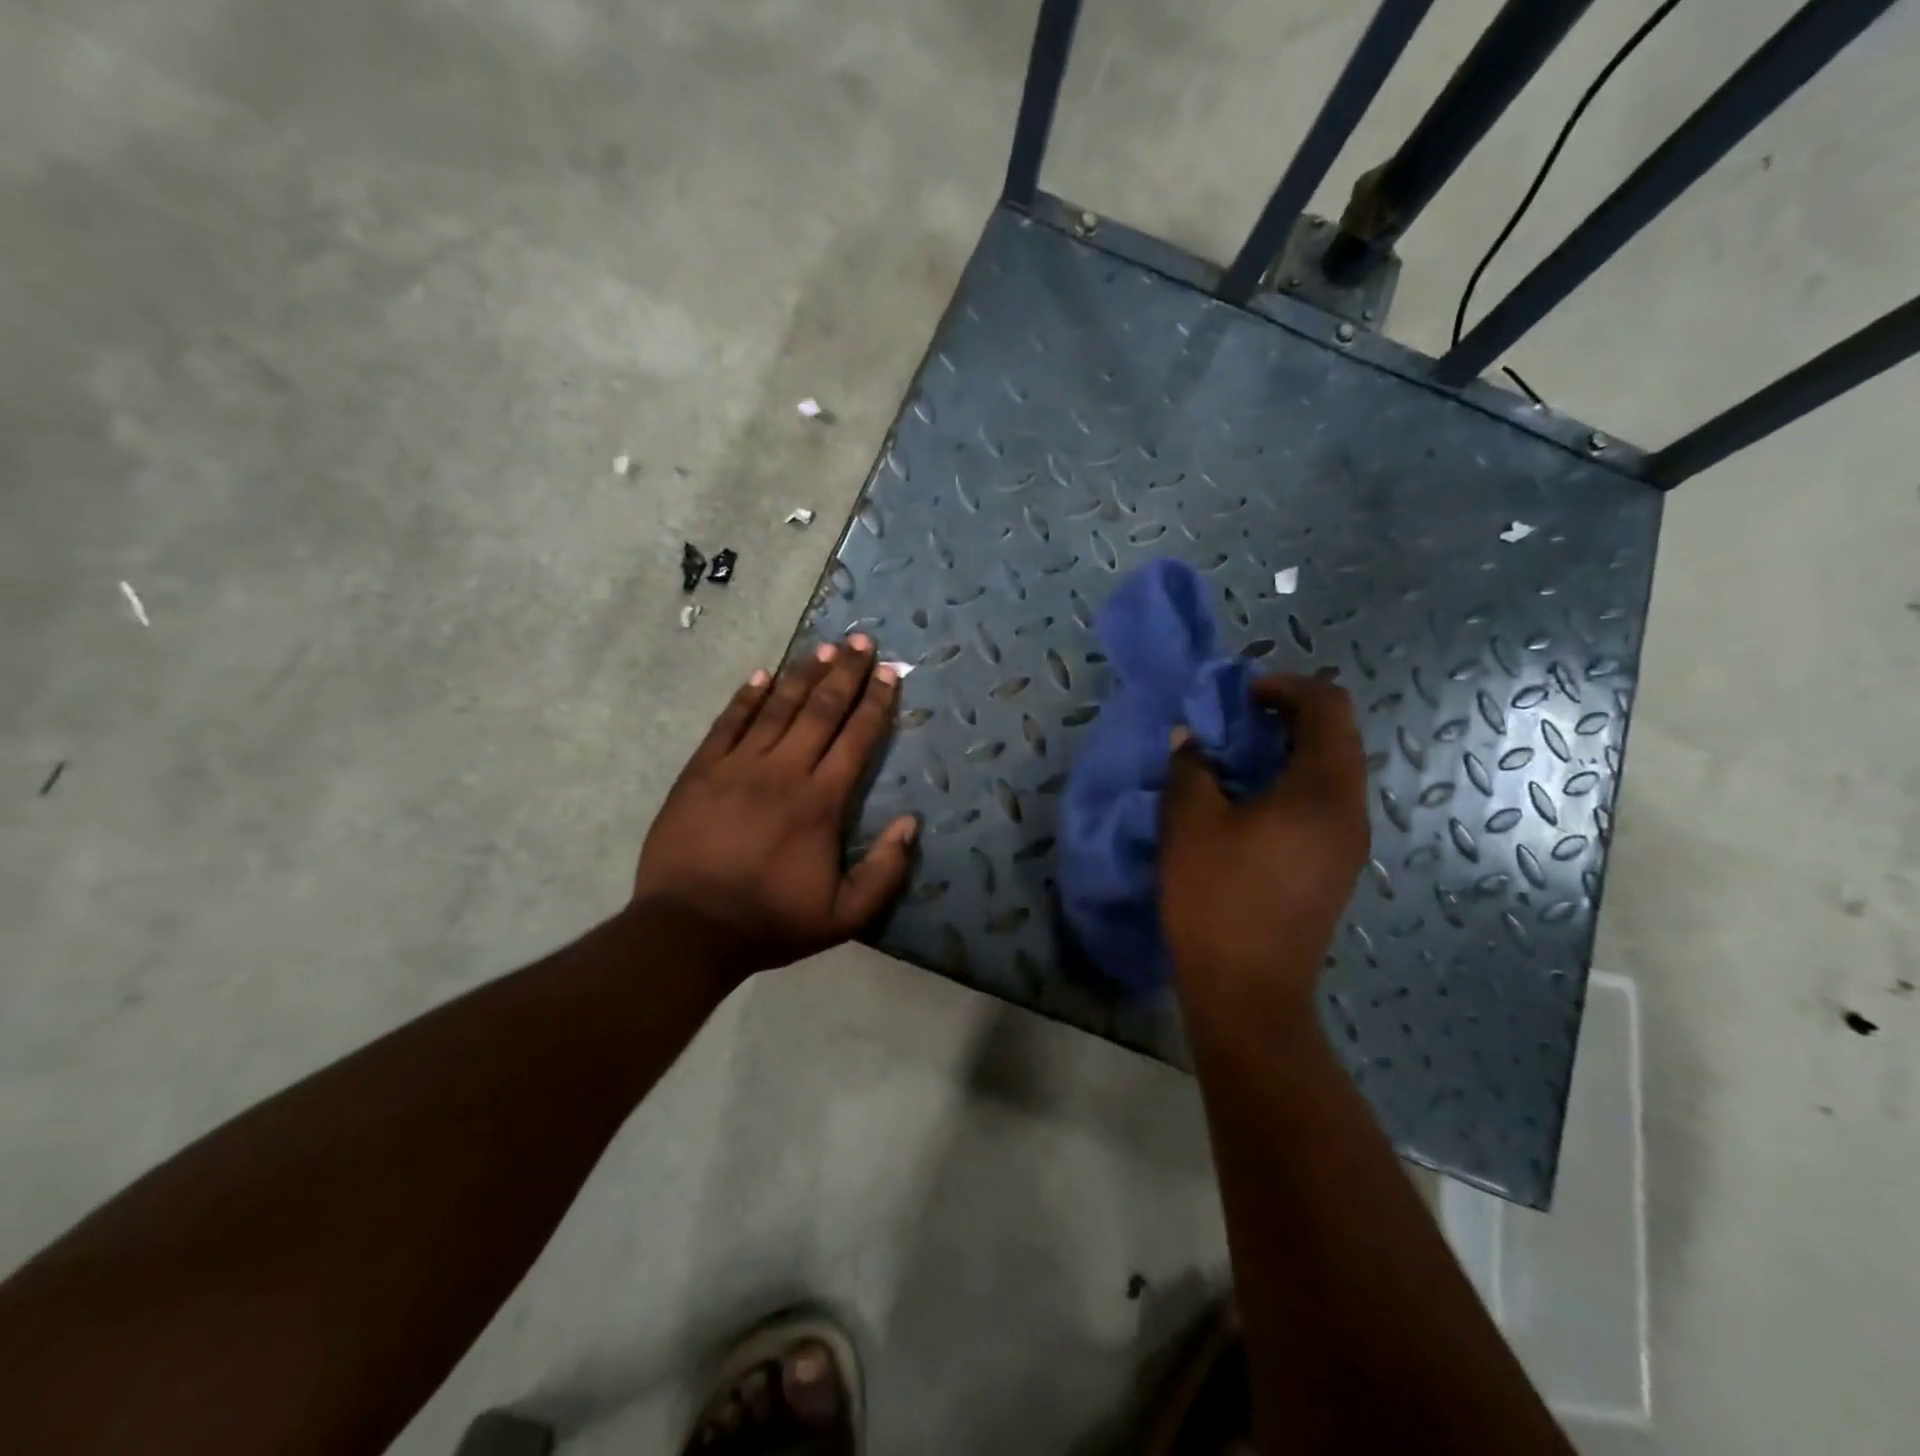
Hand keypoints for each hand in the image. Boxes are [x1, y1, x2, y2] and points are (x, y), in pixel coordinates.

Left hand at [633, 634, 917, 978]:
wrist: (690, 930)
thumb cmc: (771, 922)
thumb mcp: (844, 916)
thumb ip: (885, 872)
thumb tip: (911, 823)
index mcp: (821, 803)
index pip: (856, 739)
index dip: (876, 703)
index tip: (890, 672)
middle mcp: (784, 772)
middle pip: (821, 711)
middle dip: (845, 673)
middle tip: (862, 640)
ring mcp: (738, 767)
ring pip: (777, 709)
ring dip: (802, 675)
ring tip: (823, 648)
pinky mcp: (700, 772)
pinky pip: (727, 724)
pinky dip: (746, 698)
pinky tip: (761, 675)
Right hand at [1159, 674, 1369, 1015]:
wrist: (1249, 992)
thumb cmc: (1218, 899)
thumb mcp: (1189, 823)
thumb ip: (1191, 768)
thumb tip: (1192, 740)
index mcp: (1323, 790)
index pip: (1327, 706)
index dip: (1284, 685)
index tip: (1237, 695)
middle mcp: (1349, 810)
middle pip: (1334, 737)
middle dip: (1282, 717)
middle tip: (1228, 725)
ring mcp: (1348, 843)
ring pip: (1328, 772)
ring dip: (1283, 753)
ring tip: (1230, 764)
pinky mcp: (1334, 868)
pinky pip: (1321, 805)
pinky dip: (1288, 786)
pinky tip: (1244, 807)